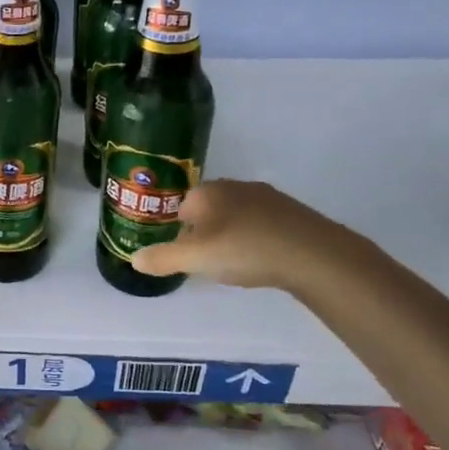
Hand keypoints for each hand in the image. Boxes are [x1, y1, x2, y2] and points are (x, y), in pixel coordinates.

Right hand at [130, 179, 355, 290]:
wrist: (314, 254)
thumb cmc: (245, 250)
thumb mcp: (196, 259)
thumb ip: (163, 258)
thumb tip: (135, 259)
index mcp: (207, 191)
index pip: (181, 206)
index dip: (179, 231)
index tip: (186, 255)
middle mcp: (235, 186)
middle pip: (208, 209)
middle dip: (204, 232)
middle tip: (209, 261)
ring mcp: (267, 196)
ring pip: (236, 215)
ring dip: (231, 235)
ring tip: (236, 263)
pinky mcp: (292, 212)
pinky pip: (262, 223)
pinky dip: (257, 238)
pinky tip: (263, 259)